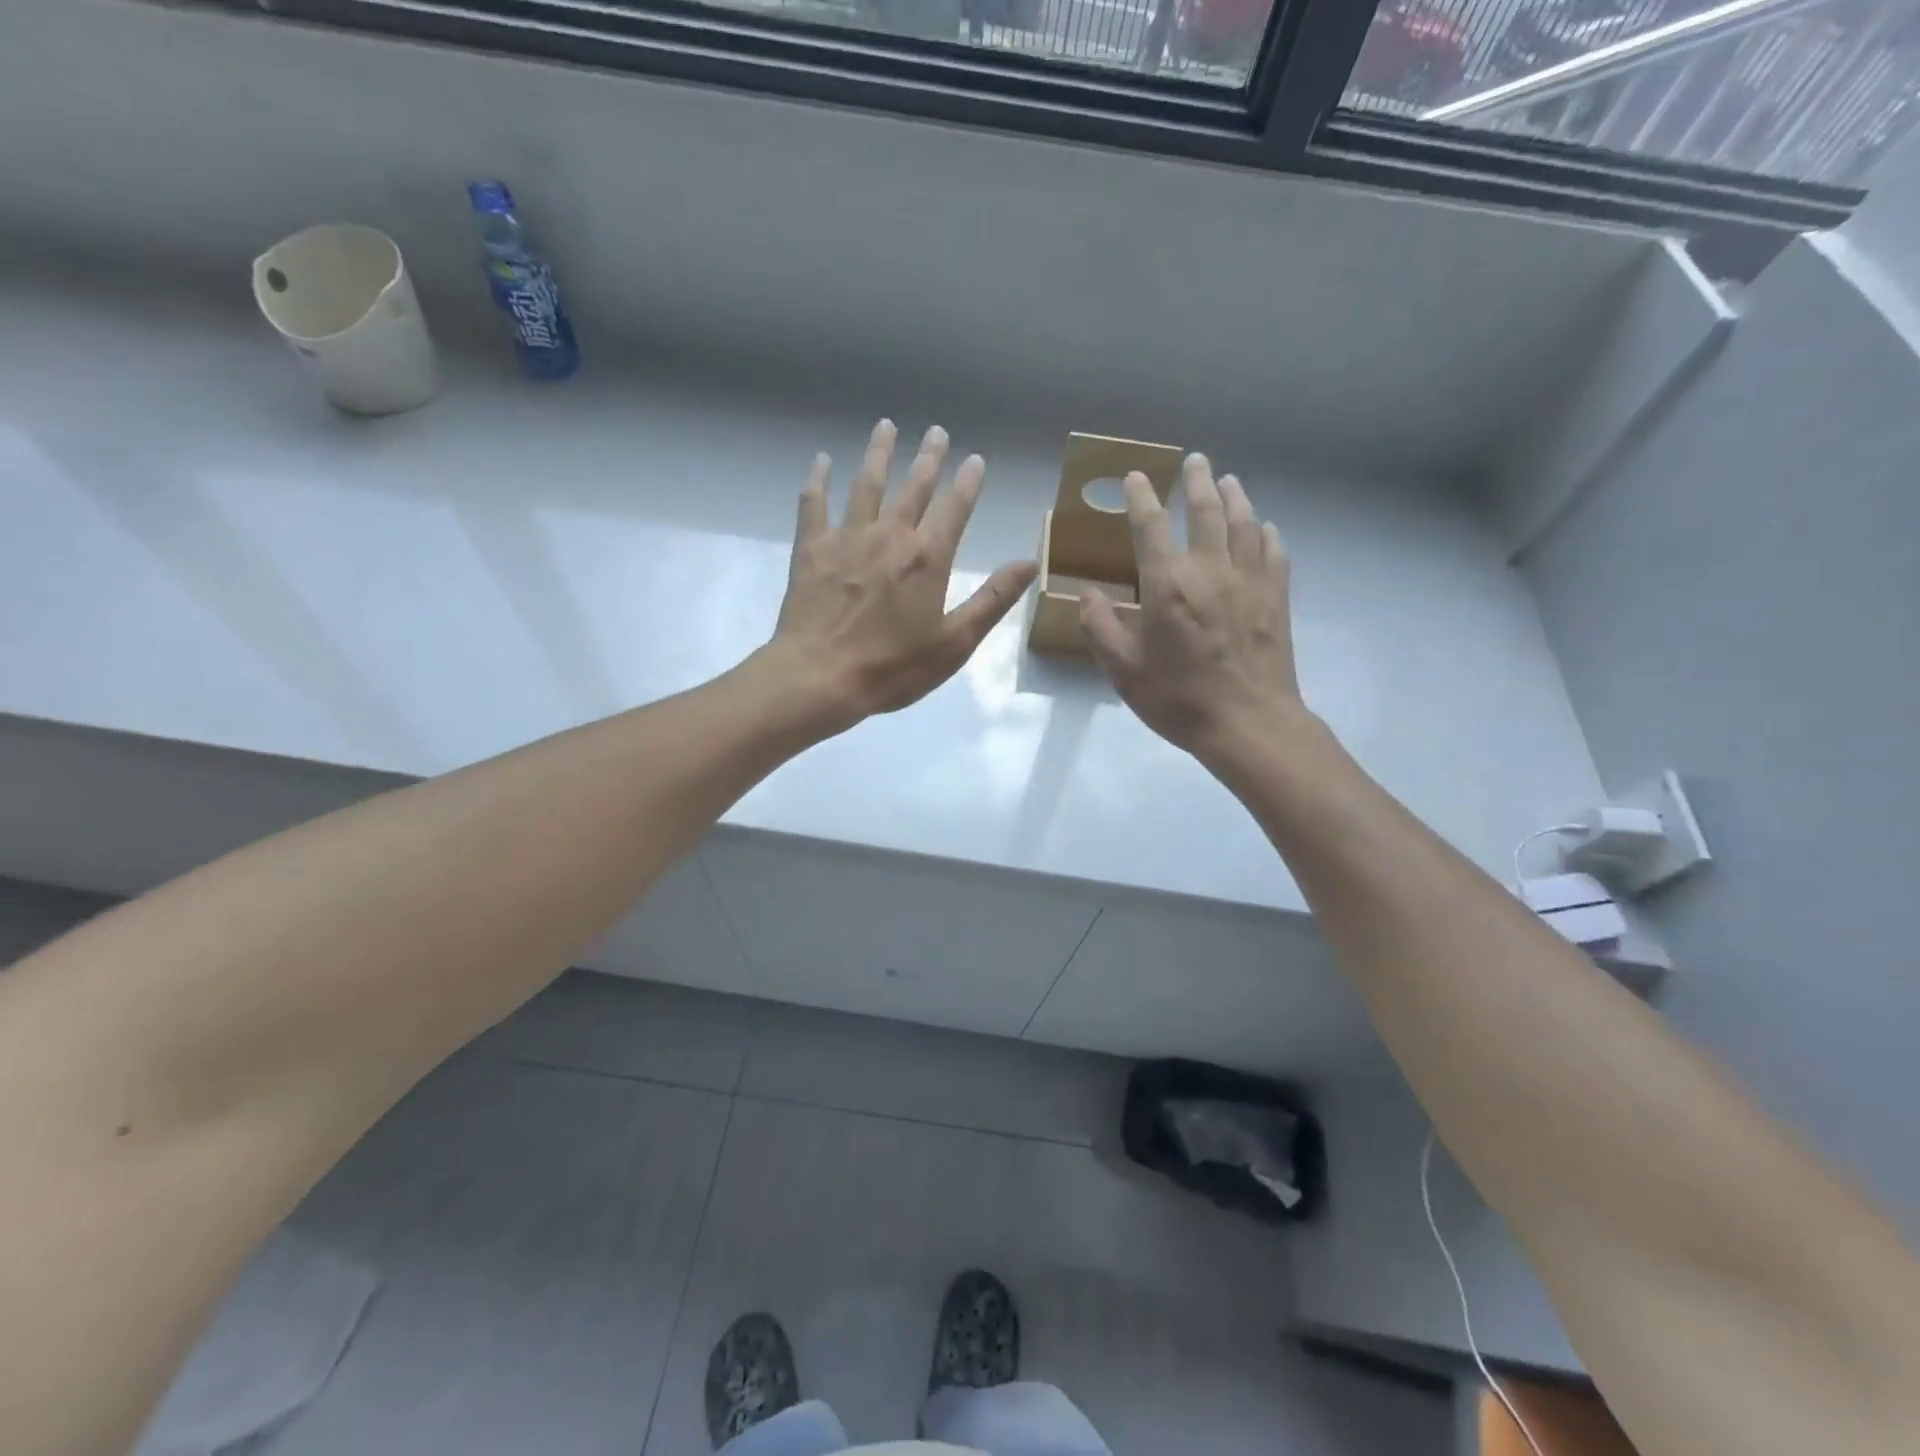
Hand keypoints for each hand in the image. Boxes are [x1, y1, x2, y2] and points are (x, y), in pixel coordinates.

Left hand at [767, 420, 1037, 729]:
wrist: (820, 677)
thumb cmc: (893, 667)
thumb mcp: (955, 642)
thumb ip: (992, 599)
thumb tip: (1030, 561)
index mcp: (928, 558)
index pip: (954, 509)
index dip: (967, 482)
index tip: (975, 459)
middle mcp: (890, 535)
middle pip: (914, 487)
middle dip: (928, 458)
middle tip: (936, 431)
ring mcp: (847, 538)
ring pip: (867, 484)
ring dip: (879, 454)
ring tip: (886, 426)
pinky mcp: (811, 548)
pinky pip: (814, 503)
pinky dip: (818, 479)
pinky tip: (821, 460)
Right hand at [1080, 453, 1306, 765]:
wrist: (1249, 722)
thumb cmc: (1179, 698)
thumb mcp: (1124, 670)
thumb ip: (1100, 628)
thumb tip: (1087, 593)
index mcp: (1167, 585)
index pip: (1151, 526)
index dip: (1142, 497)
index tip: (1137, 476)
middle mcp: (1209, 570)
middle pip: (1206, 511)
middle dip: (1196, 481)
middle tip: (1194, 460)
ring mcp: (1249, 580)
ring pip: (1243, 523)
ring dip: (1234, 496)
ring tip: (1228, 480)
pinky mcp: (1276, 597)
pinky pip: (1273, 551)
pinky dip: (1265, 532)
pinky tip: (1263, 527)